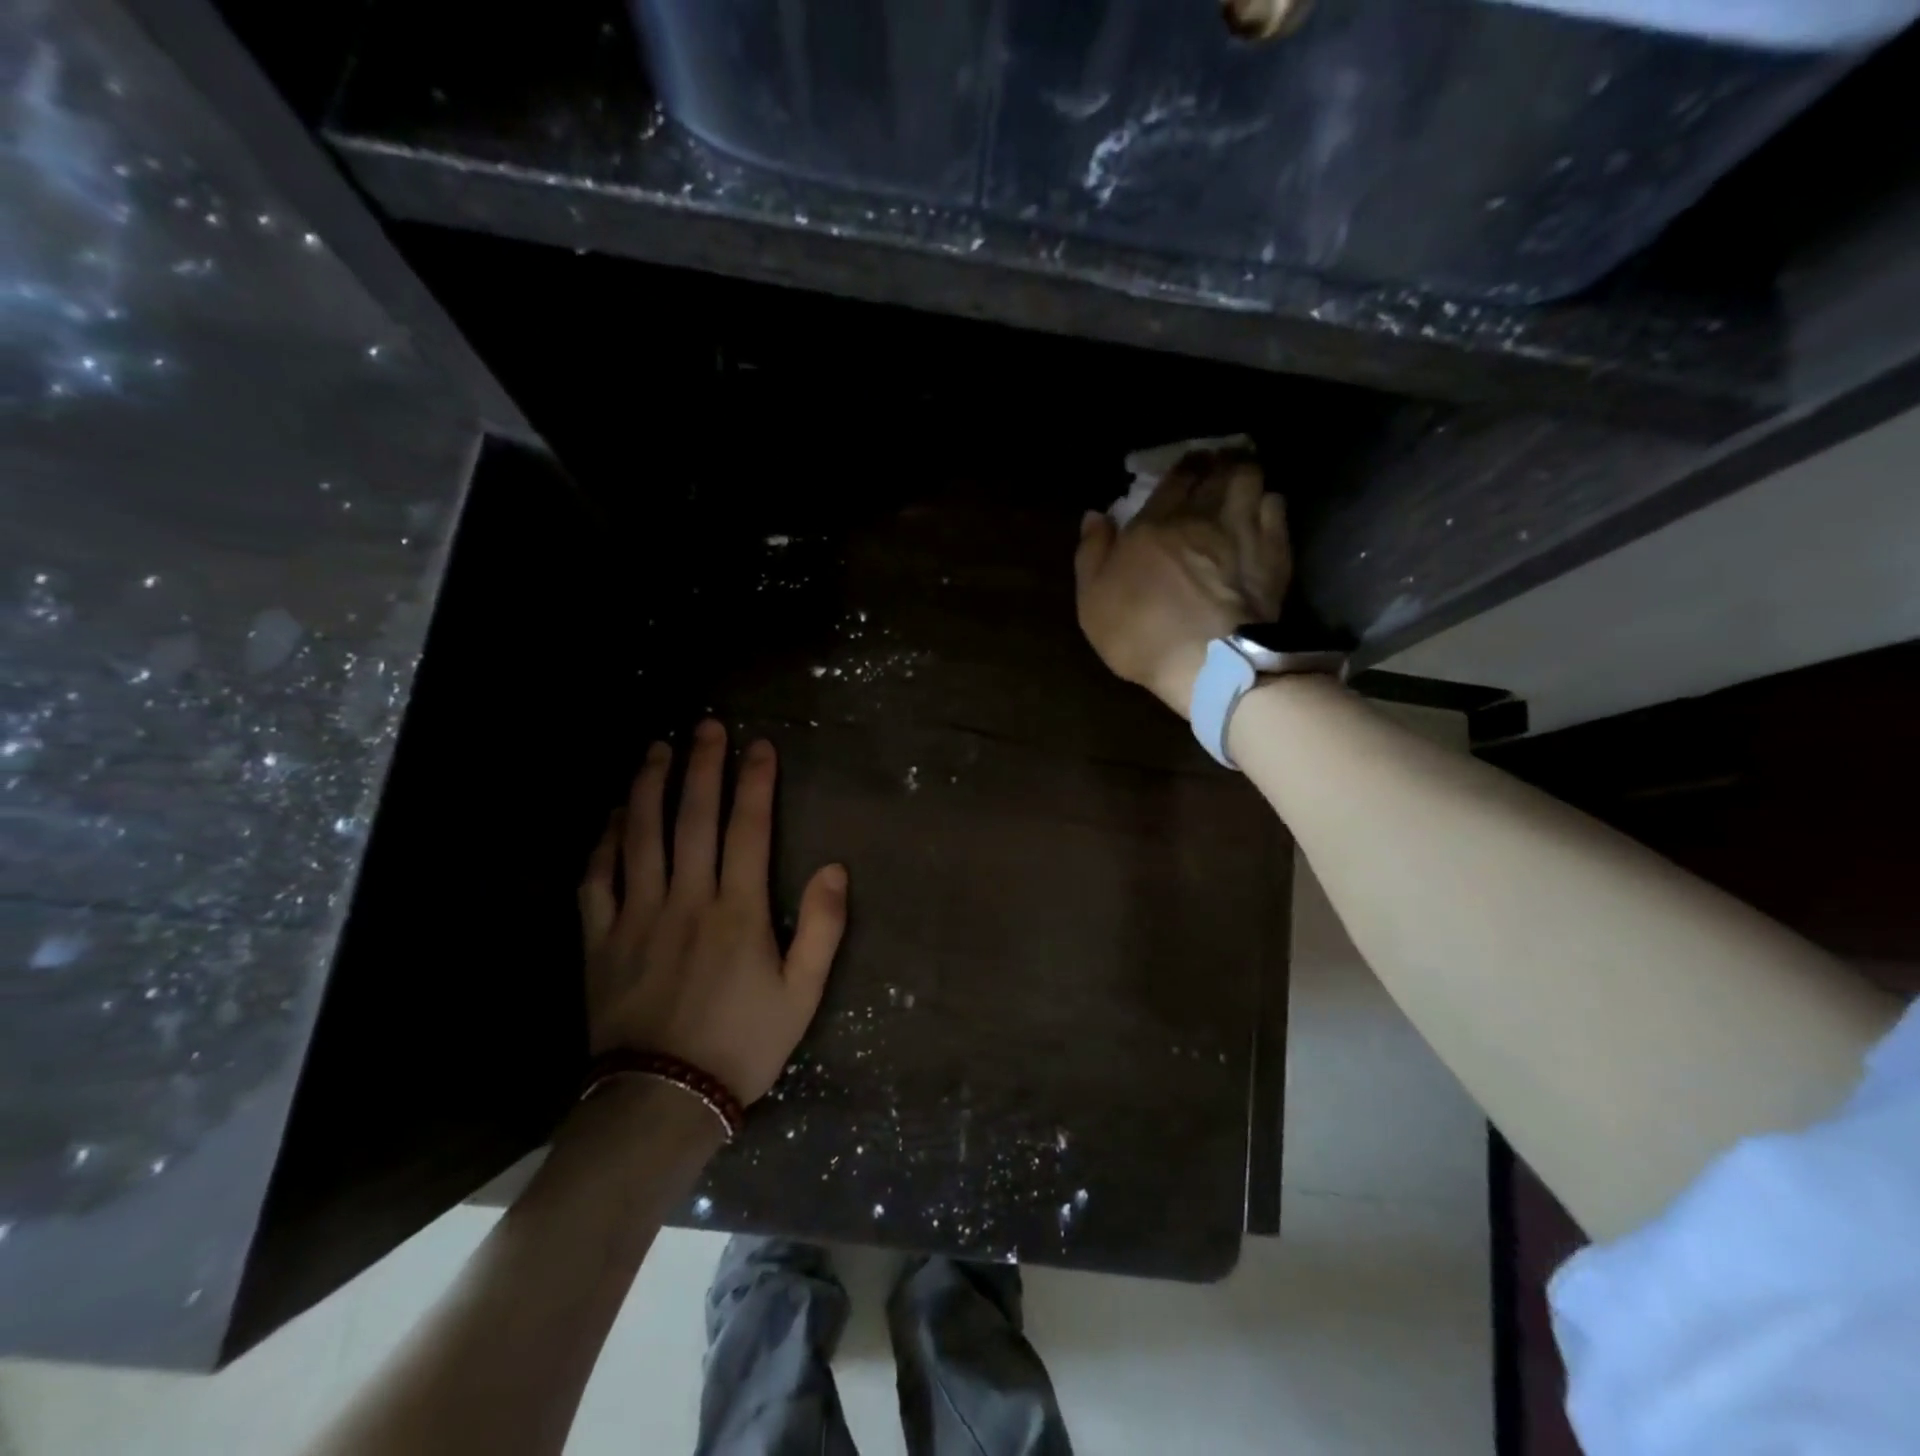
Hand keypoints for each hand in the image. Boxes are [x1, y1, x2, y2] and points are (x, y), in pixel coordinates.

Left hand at [577, 721, 848, 1102]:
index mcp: (737, 910)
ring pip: (640, 836)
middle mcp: (686, 899)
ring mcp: (637, 916)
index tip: (760, 745)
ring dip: (648, 787)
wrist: (663, 1099)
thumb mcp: (802, 994)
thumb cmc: (742, 1044)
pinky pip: (596, 879)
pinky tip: (611, 817)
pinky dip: (603, 843)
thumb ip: (823, 929)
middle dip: (703, 766)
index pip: (748, 828)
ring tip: (657, 749)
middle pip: (693, 818)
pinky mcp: (599, 939)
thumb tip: (835, 868)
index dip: (755, 782)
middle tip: (707, 725)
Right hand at [1073, 449, 1290, 718]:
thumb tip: (1095, 514)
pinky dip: (1269, 502)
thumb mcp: (1093, 600)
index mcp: (1155, 524)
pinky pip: (1277, 507)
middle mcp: (1202, 516)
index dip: (1183, 467)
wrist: (1208, 663)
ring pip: (1251, 479)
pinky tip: (1265, 509)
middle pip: (1216, 471)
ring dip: (1244, 475)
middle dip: (1217, 463)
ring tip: (1242, 480)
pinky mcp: (1274, 552)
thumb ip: (1092, 553)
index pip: (1174, 479)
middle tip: (1217, 463)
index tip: (1188, 464)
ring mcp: (1243, 530)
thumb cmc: (1140, 633)